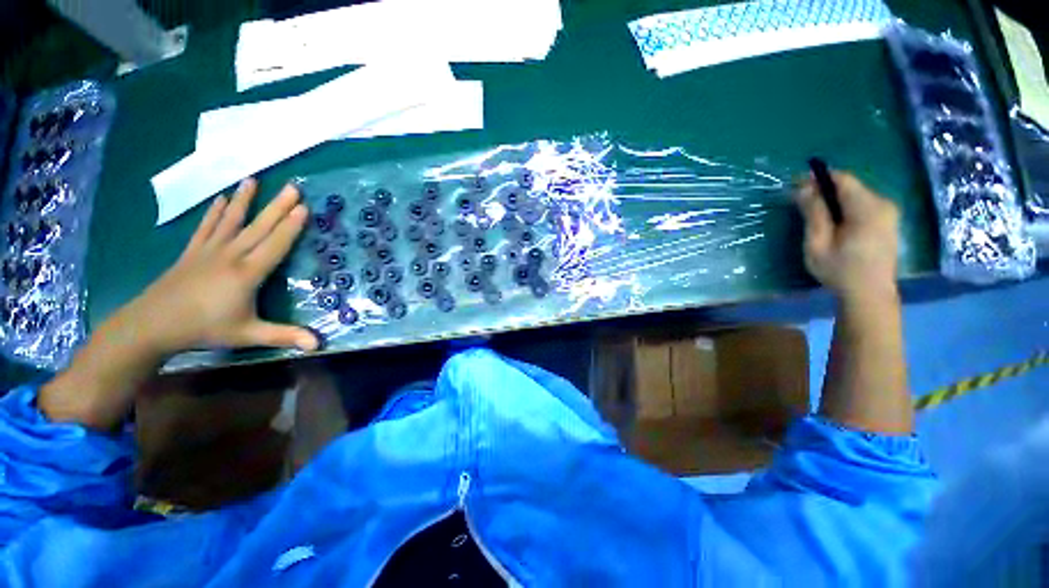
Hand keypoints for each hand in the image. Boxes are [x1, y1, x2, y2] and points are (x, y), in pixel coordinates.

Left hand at [122, 179, 318, 354]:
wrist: (152, 325)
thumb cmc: (204, 329)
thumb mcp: (248, 335)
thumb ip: (284, 336)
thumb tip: (319, 345)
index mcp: (247, 273)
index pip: (275, 244)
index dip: (291, 226)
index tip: (304, 207)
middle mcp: (230, 256)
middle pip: (259, 227)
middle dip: (277, 206)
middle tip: (292, 187)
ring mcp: (209, 251)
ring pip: (232, 221)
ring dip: (245, 200)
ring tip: (253, 180)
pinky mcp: (192, 252)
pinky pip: (206, 227)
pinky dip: (215, 212)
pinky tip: (222, 199)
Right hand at [795, 172, 900, 301]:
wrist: (870, 294)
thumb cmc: (840, 270)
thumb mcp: (818, 243)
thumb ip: (814, 213)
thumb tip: (804, 188)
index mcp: (867, 208)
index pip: (843, 179)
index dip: (818, 177)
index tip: (795, 183)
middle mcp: (883, 203)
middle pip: (850, 186)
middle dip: (824, 188)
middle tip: (800, 199)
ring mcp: (889, 212)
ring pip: (856, 195)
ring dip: (834, 198)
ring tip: (813, 211)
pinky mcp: (888, 221)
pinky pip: (863, 204)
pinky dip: (845, 206)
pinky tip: (833, 221)